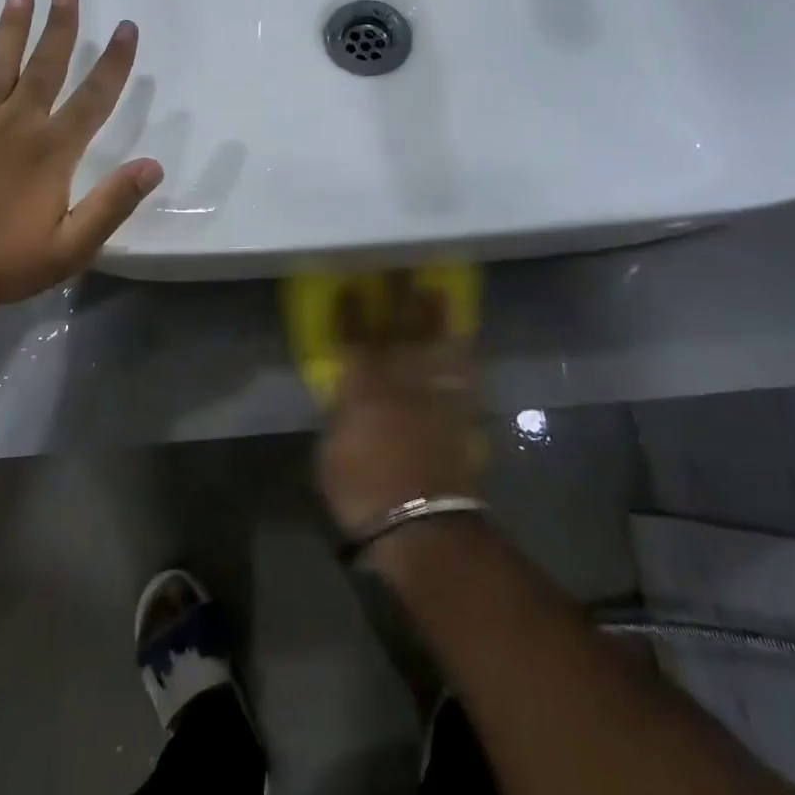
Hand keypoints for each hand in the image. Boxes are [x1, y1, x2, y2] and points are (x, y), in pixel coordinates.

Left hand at [0, 0, 163, 323]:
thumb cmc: (6, 260)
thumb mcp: (71, 246)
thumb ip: (112, 204)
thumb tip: (153, 166)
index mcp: (54, 150)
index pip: (94, 97)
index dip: (114, 62)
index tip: (126, 28)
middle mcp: (18, 123)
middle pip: (45, 66)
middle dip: (60, 27)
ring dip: (11, 25)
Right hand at [318, 277, 482, 542]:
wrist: (421, 526)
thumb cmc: (362, 491)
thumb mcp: (329, 453)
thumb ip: (339, 417)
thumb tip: (345, 400)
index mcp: (362, 387)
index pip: (354, 338)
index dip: (351, 312)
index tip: (351, 286)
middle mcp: (400, 382)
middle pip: (398, 330)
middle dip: (397, 298)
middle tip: (402, 269)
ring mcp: (433, 397)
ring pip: (435, 347)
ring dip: (435, 318)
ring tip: (437, 290)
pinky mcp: (458, 418)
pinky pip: (463, 380)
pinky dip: (463, 360)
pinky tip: (465, 344)